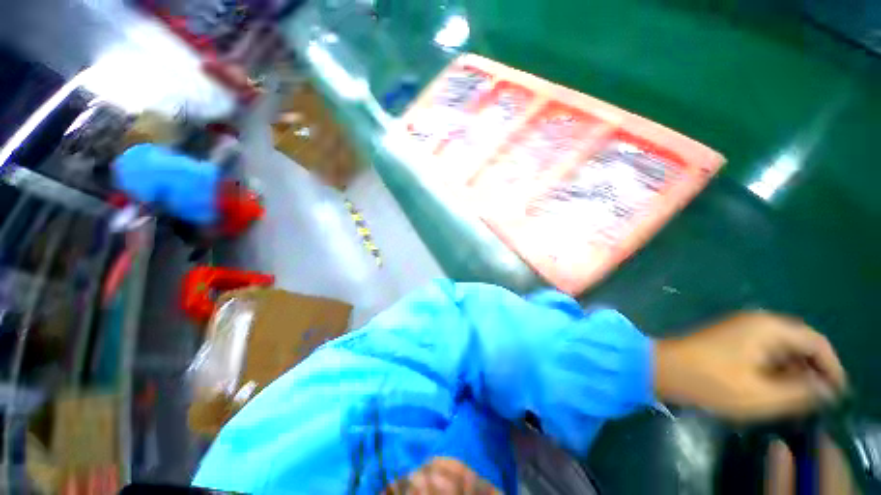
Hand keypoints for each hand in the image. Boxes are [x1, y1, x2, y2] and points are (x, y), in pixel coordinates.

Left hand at [654, 312, 845, 420]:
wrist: (660, 368)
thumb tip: (826, 389)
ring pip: (781, 348)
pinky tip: (773, 387)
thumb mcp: (762, 395)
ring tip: (797, 397)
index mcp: (768, 327)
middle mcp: (756, 321)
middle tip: (817, 398)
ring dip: (793, 370)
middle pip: (799, 342)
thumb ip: (800, 392)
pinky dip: (774, 368)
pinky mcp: (727, 338)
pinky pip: (763, 350)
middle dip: (812, 369)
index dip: (831, 367)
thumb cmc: (710, 382)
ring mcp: (739, 328)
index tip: (837, 393)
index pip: (816, 341)